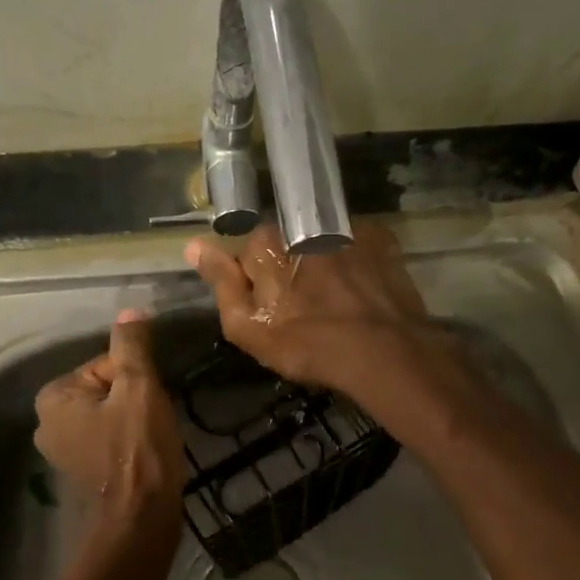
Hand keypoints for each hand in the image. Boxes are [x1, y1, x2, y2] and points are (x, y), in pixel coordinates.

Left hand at [34, 310, 187, 530]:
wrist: (141, 518)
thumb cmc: (138, 448)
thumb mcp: (139, 387)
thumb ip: (132, 346)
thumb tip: (131, 310)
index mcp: (53, 396)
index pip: (105, 364)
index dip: (135, 377)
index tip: (148, 401)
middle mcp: (47, 421)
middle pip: (105, 388)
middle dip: (133, 398)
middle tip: (152, 419)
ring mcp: (61, 449)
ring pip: (109, 411)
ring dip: (134, 417)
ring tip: (152, 436)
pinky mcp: (79, 470)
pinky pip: (108, 435)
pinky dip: (127, 438)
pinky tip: (144, 452)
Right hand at [184, 221, 444, 397]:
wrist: (385, 353)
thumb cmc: (308, 346)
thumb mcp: (248, 328)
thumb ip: (221, 283)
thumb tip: (194, 245)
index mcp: (268, 245)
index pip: (250, 252)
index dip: (258, 281)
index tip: (272, 308)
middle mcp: (304, 225)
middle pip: (288, 244)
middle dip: (291, 268)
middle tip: (305, 308)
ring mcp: (346, 228)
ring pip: (322, 242)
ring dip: (323, 263)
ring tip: (337, 301)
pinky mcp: (381, 238)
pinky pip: (357, 244)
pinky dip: (356, 261)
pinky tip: (361, 291)